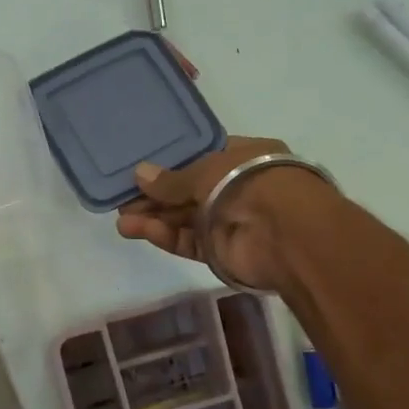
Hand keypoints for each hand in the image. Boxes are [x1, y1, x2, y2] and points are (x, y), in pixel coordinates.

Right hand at [114, 136, 335, 291]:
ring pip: (185, 219)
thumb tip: (139, 174)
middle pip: (188, 191)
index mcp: (243, 157)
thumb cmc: (250, 182)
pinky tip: (138, 231)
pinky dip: (166, 236)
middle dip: (156, 196)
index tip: (140, 168)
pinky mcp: (221, 251)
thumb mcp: (206, 169)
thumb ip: (172, 179)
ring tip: (122, 220)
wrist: (286, 233)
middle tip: (122, 199)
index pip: (203, 157)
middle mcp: (237, 188)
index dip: (172, 163)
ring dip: (155, 219)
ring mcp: (230, 221)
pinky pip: (189, 241)